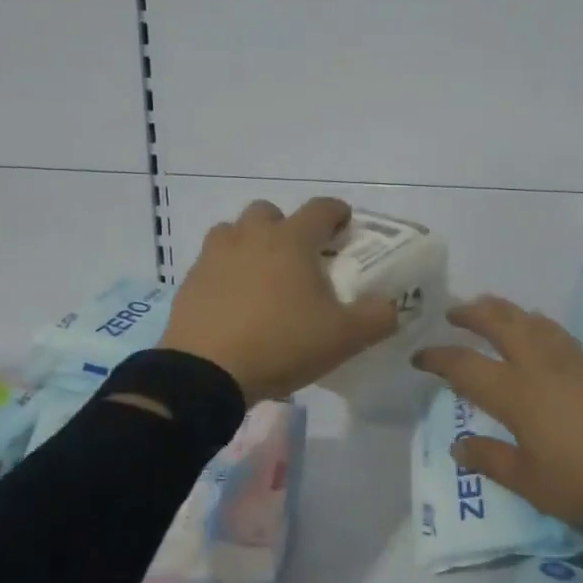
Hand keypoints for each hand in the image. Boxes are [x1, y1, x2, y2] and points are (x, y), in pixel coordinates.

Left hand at [160, 198, 399, 403]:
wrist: (205, 374)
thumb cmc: (281, 344)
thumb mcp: (343, 337)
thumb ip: (377, 317)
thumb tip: (392, 305)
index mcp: (291, 240)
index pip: (320, 208)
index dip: (337, 213)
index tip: (345, 225)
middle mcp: (250, 237)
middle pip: (269, 212)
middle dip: (286, 227)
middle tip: (299, 257)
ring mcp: (214, 257)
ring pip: (234, 232)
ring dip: (250, 244)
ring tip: (262, 277)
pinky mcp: (190, 282)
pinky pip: (212, 264)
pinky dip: (226, 273)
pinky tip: (235, 303)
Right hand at [413, 296, 582, 523]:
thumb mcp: (531, 483)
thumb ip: (491, 460)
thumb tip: (457, 445)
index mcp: (515, 394)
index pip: (465, 366)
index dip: (438, 358)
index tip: (419, 356)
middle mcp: (537, 366)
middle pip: (499, 324)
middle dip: (472, 314)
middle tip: (452, 312)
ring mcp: (568, 362)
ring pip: (529, 320)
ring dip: (503, 309)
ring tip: (489, 307)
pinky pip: (553, 330)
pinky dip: (534, 321)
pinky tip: (537, 326)